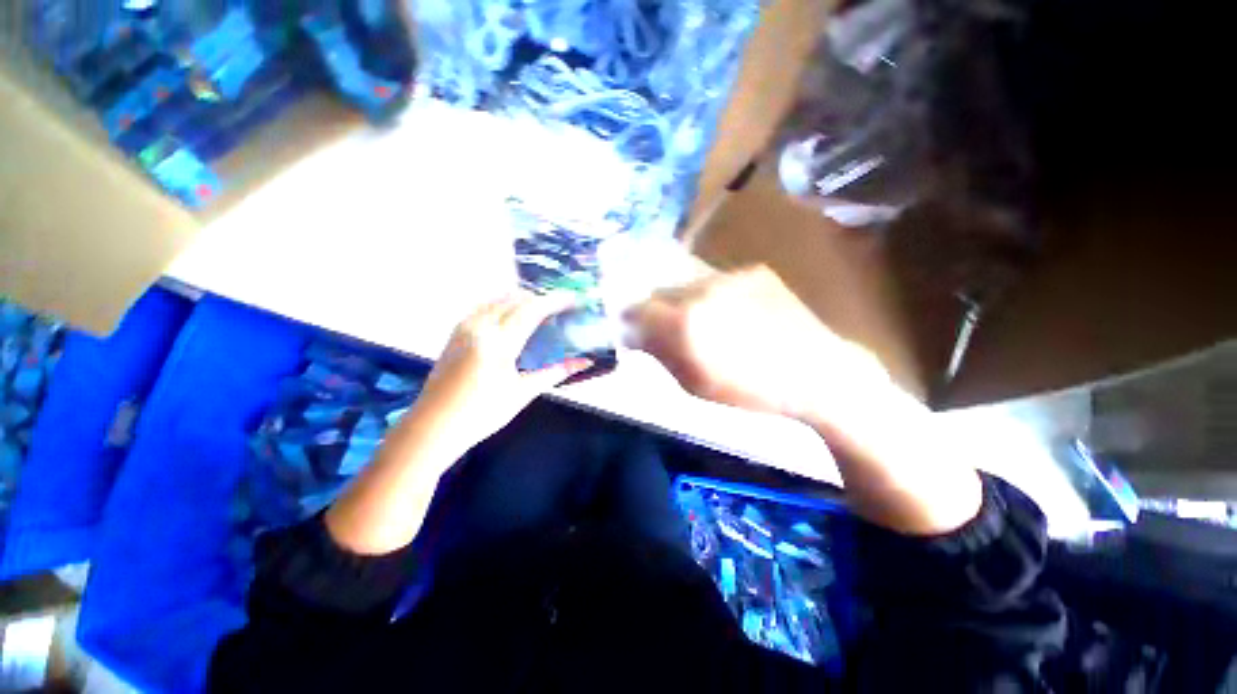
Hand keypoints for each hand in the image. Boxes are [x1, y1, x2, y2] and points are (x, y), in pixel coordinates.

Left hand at [403, 292, 593, 458]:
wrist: (433, 426)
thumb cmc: (482, 413)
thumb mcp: (523, 393)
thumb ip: (556, 372)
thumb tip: (585, 363)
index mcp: (499, 342)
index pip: (531, 310)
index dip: (554, 301)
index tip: (573, 298)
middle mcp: (480, 326)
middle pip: (515, 300)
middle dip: (541, 299)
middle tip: (560, 308)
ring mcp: (464, 327)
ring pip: (498, 300)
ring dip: (522, 300)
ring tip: (540, 311)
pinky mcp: (455, 332)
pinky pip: (484, 307)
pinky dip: (503, 305)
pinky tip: (511, 317)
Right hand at [624, 265, 982, 535]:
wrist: (817, 374)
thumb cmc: (750, 392)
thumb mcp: (694, 384)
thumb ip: (660, 354)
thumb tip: (636, 335)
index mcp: (685, 323)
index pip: (638, 309)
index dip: (631, 320)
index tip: (632, 330)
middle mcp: (701, 290)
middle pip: (660, 290)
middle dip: (654, 308)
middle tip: (662, 325)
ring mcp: (730, 275)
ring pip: (687, 281)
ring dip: (682, 299)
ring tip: (697, 319)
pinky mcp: (754, 271)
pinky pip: (716, 278)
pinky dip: (711, 294)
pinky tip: (728, 312)